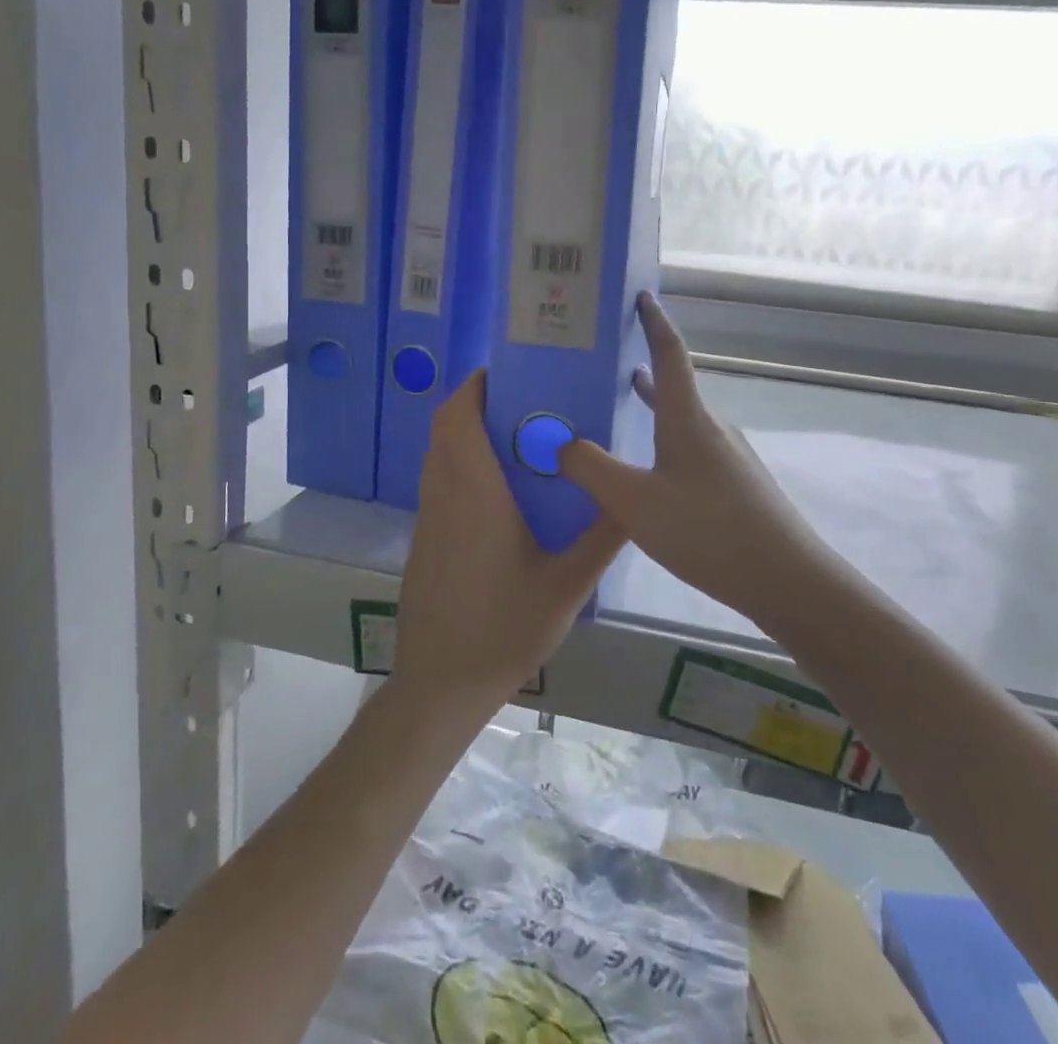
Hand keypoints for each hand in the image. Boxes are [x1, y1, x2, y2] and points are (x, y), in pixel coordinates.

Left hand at [392, 371, 623, 726]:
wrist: (440, 685)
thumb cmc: (503, 630)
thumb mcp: (566, 587)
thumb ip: (601, 538)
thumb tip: (632, 498)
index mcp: (474, 494)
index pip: (458, 418)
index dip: (474, 386)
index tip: (506, 372)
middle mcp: (444, 495)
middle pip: (445, 429)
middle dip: (476, 404)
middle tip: (523, 401)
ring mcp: (428, 518)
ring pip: (439, 455)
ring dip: (467, 434)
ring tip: (516, 438)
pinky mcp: (425, 540)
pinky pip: (439, 483)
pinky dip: (461, 465)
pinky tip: (500, 492)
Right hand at [559, 293, 834, 628]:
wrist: (786, 579)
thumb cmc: (707, 530)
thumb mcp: (635, 502)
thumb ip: (592, 469)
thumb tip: (562, 444)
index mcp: (688, 418)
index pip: (669, 353)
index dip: (654, 322)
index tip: (642, 295)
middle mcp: (711, 427)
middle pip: (674, 387)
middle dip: (642, 369)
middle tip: (604, 364)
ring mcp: (729, 457)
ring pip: (682, 421)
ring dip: (653, 408)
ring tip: (622, 406)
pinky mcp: (737, 485)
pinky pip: (692, 449)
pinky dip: (664, 442)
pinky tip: (652, 474)